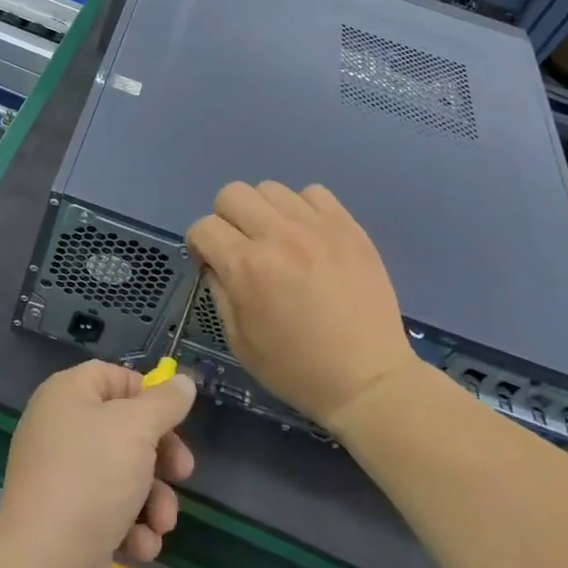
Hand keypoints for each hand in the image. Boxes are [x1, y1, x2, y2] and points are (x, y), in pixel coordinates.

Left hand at [0, 361, 195, 567]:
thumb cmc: (91, 478)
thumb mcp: (136, 428)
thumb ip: (164, 403)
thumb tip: (183, 381)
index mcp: (66, 395)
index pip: (112, 377)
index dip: (146, 394)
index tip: (175, 417)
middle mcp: (61, 431)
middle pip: (124, 428)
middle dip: (160, 454)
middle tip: (183, 472)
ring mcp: (64, 479)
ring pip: (126, 475)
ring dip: (154, 499)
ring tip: (162, 521)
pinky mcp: (71, 523)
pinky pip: (112, 513)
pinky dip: (132, 528)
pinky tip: (139, 546)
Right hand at [186, 181, 418, 433]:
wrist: (367, 379)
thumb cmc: (297, 369)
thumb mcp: (239, 341)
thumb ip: (219, 292)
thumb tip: (215, 262)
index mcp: (246, 267)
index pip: (204, 226)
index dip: (200, 244)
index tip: (211, 262)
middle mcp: (278, 236)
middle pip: (232, 194)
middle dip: (226, 219)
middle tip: (241, 246)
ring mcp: (316, 227)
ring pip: (270, 188)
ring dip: (264, 211)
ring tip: (278, 240)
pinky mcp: (347, 226)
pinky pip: (313, 193)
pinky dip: (302, 208)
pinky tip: (308, 235)